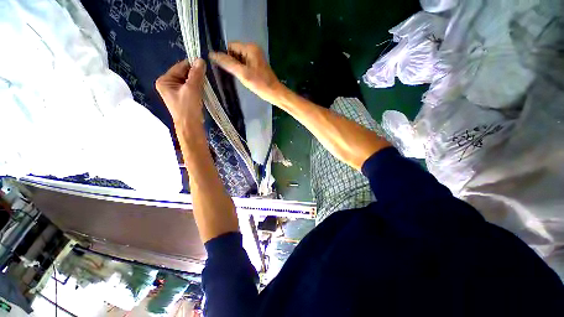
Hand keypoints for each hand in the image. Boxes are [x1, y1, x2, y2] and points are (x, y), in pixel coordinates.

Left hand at [156, 58, 205, 127]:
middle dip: (196, 76)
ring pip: (189, 81)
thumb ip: (196, 74)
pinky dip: (198, 88)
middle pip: (184, 73)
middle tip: (206, 80)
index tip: (204, 67)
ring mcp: (176, 91)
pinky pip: (191, 88)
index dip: (192, 66)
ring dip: (198, 82)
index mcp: (165, 80)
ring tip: (205, 87)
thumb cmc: (188, 108)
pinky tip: (203, 91)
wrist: (190, 126)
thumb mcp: (192, 89)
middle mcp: (168, 84)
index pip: (180, 67)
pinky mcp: (183, 97)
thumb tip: (200, 59)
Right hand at [210, 42, 284, 105]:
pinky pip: (245, 64)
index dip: (226, 56)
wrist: (274, 93)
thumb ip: (228, 63)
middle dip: (232, 62)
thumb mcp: (243, 74)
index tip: (226, 69)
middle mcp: (253, 49)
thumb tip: (212, 54)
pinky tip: (243, 78)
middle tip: (235, 75)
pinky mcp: (257, 65)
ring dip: (237, 67)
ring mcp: (256, 57)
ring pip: (239, 59)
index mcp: (250, 48)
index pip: (230, 46)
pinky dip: (242, 70)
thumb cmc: (260, 84)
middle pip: (235, 52)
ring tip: (239, 77)